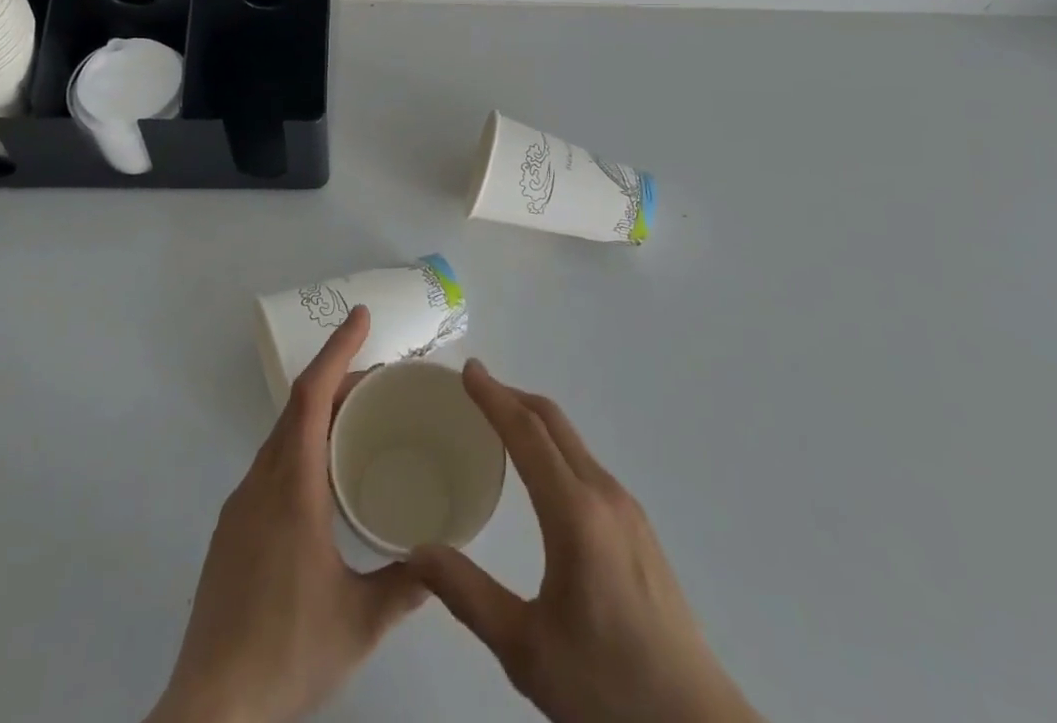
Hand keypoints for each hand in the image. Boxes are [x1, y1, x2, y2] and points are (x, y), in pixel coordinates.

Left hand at [146, 306, 424, 722]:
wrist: (209, 710)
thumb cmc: (286, 651)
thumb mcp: (359, 622)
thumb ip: (405, 585)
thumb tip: (442, 558)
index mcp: (292, 487)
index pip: (312, 396)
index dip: (338, 350)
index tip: (360, 317)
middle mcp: (262, 482)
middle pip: (298, 407)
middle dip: (336, 378)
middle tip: (379, 375)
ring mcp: (240, 505)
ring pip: (282, 436)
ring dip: (318, 413)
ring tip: (357, 419)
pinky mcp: (231, 530)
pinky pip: (271, 464)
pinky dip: (301, 445)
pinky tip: (322, 479)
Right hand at [407, 361, 761, 722]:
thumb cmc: (606, 688)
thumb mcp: (526, 649)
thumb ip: (468, 595)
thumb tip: (417, 552)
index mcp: (575, 513)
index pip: (527, 433)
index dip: (494, 397)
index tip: (468, 370)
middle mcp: (605, 495)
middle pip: (554, 423)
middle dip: (513, 397)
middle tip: (475, 388)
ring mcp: (628, 509)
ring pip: (574, 442)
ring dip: (535, 421)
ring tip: (499, 426)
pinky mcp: (639, 529)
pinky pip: (587, 465)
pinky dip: (555, 448)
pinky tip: (541, 475)